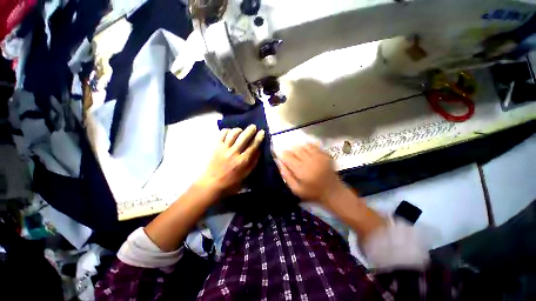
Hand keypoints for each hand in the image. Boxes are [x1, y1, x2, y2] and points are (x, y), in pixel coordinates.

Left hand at [196, 125, 264, 195]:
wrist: (212, 184)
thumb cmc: (231, 182)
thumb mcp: (246, 174)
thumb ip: (253, 161)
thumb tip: (259, 150)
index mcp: (243, 161)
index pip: (253, 145)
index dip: (259, 137)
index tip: (262, 132)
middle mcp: (234, 153)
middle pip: (244, 137)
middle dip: (250, 130)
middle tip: (253, 127)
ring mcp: (224, 149)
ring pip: (233, 133)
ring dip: (239, 129)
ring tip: (241, 130)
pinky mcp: (216, 147)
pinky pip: (222, 134)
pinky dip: (227, 131)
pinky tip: (230, 132)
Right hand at [277, 143, 344, 203]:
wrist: (332, 191)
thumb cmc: (312, 192)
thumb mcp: (295, 189)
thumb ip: (286, 175)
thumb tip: (279, 162)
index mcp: (301, 170)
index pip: (287, 156)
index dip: (282, 154)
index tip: (280, 156)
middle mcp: (309, 160)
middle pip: (295, 149)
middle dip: (290, 151)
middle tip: (291, 158)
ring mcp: (318, 156)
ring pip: (303, 146)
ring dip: (298, 149)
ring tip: (299, 155)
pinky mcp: (325, 154)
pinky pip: (313, 145)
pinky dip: (307, 147)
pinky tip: (307, 153)